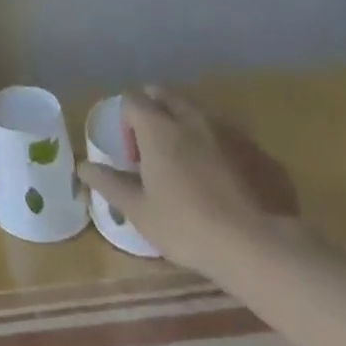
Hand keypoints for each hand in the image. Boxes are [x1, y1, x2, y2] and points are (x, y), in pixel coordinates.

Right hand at [77, 88, 299, 274]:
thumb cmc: (188, 226)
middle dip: (156, 111)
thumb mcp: (139, 210)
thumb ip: (109, 183)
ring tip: (192, 167)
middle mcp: (192, 119)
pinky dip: (223, 151)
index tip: (133, 155)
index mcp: (157, 127)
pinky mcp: (262, 155)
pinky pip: (233, 140)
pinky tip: (228, 185)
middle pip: (166, 96)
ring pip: (201, 115)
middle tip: (157, 149)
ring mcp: (230, 134)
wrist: (262, 249)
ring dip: (189, 128)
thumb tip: (83, 166)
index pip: (132, 98)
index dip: (126, 120)